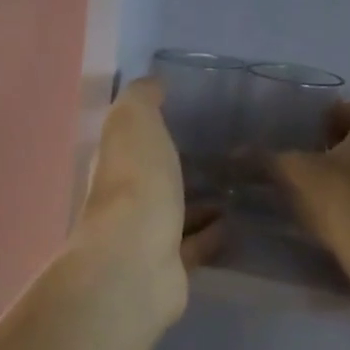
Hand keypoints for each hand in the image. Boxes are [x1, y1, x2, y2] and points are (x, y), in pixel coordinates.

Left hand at [74, 78, 225, 322]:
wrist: (136, 262)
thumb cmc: (136, 183)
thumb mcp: (134, 122)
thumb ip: (141, 99)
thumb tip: (151, 82)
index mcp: (113, 162)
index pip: (129, 140)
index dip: (152, 127)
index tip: (187, 113)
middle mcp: (123, 199)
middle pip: (151, 178)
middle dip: (177, 166)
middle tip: (221, 152)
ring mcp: (144, 235)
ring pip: (174, 212)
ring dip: (198, 201)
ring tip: (237, 185)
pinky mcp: (169, 267)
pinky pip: (194, 246)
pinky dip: (212, 234)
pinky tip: (237, 222)